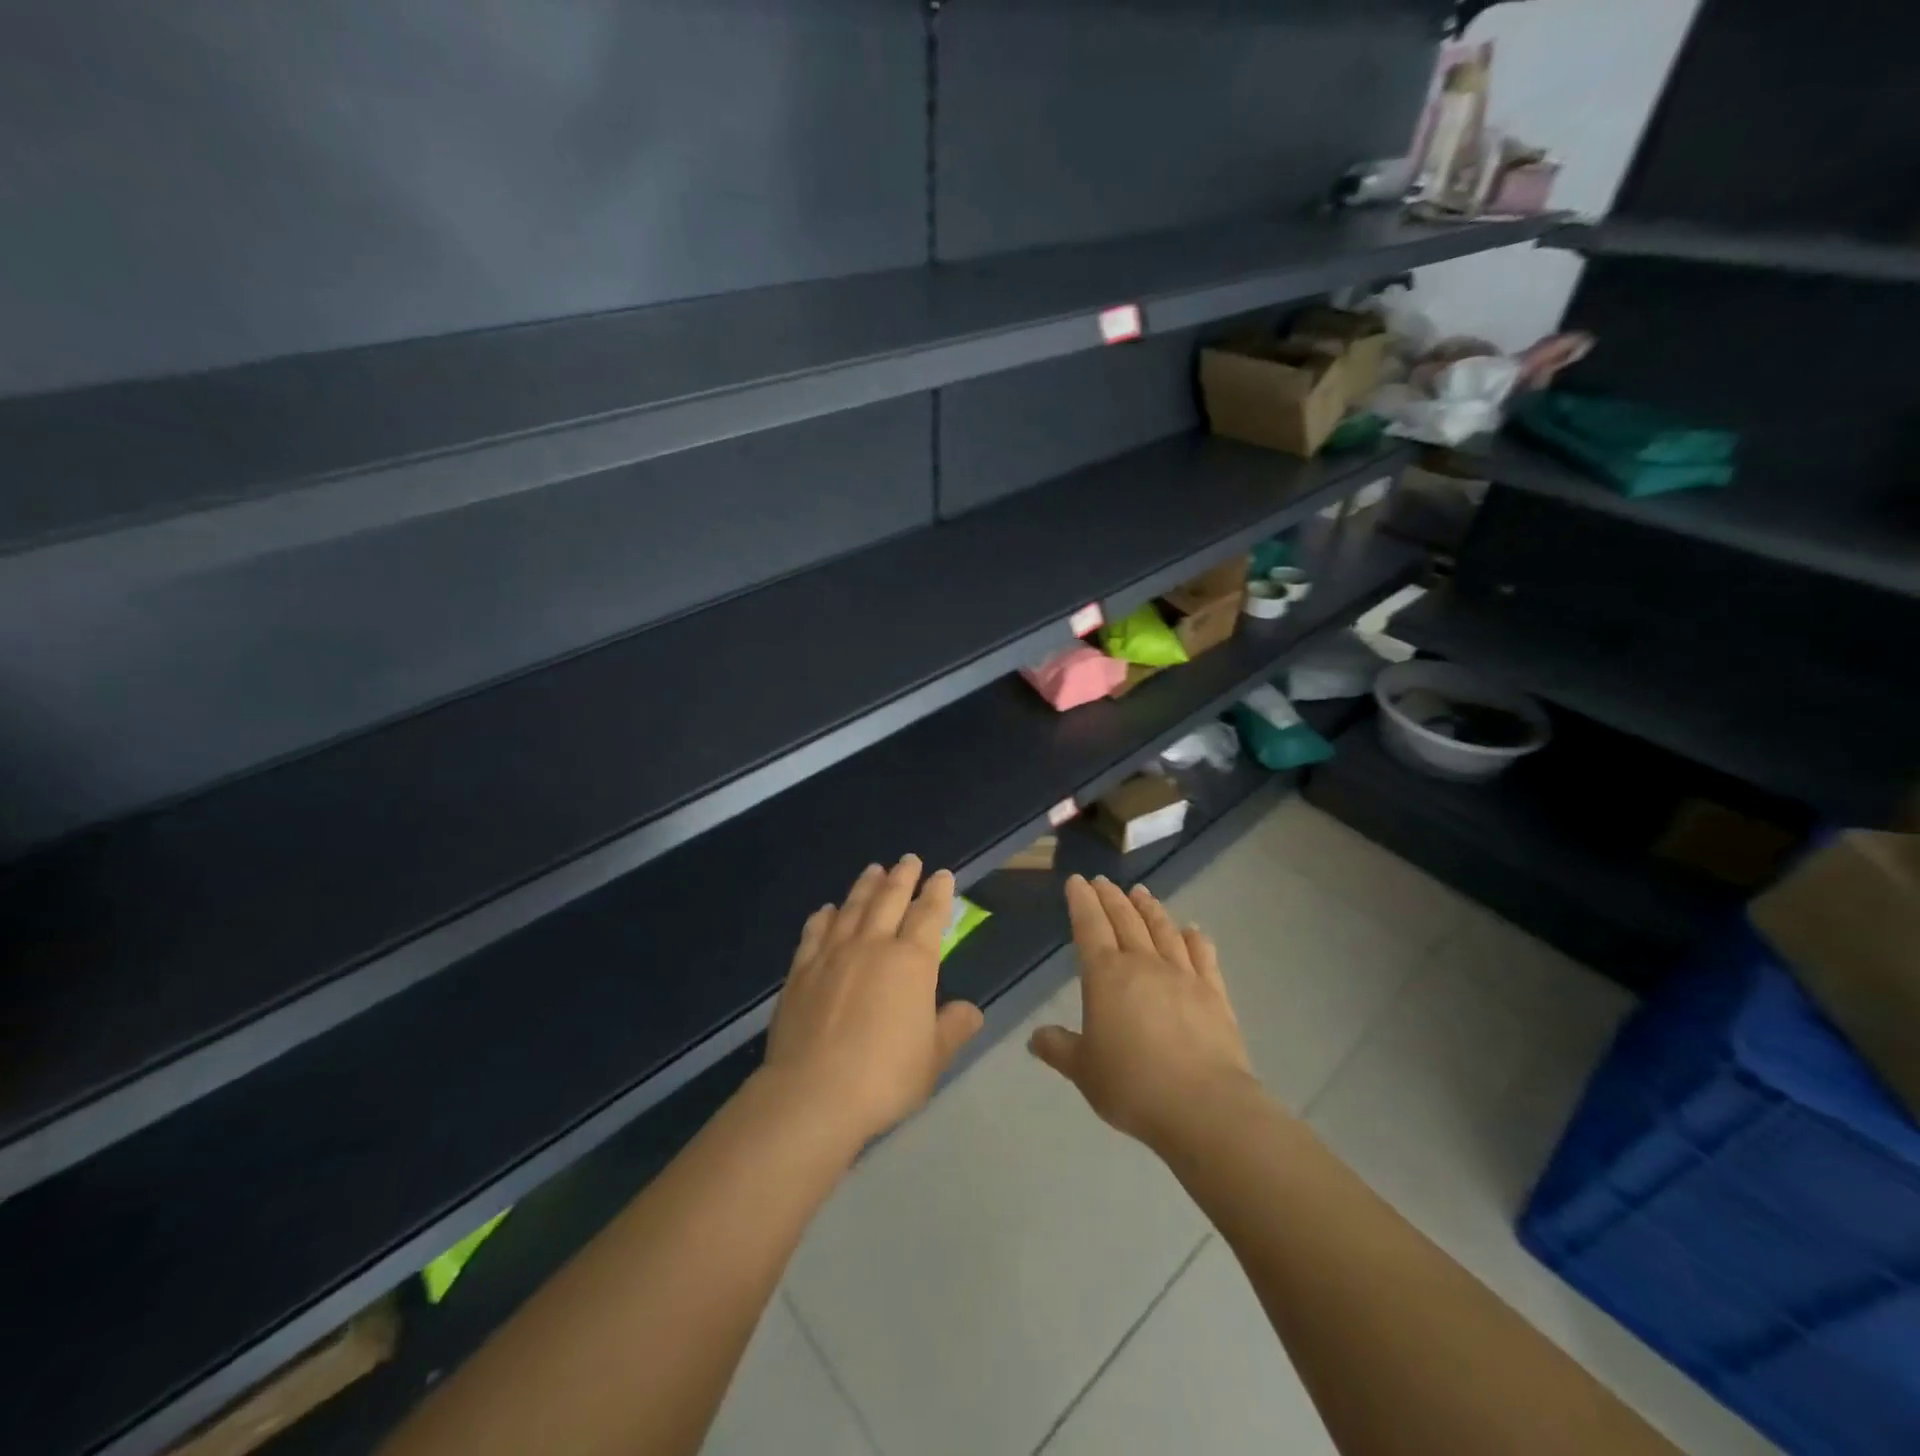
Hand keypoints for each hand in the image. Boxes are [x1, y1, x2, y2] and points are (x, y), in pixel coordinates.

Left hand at [761, 856, 984, 1148]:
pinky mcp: (801, 971)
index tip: (942, 875)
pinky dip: (824, 917)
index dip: (938, 893)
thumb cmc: (884, 1077)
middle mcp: (872, 946)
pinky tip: (827, 910)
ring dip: (865, 886)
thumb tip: (970, 1010)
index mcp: (911, 962)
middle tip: (909, 860)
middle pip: (889, 900)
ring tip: (874, 870)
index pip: (929, 915)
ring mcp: (832, 954)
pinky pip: (815, 932)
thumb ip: (952, 1028)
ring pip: (852, 908)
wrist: (813, 1093)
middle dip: (903, 877)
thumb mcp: (933, 1058)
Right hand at [1029, 874, 1257, 1154]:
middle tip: (1102, 881)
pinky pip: (1202, 955)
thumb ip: (1058, 1048)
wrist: (1204, 1106)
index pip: (1089, 926)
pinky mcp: (1214, 993)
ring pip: (1162, 929)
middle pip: (1125, 919)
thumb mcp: (1083, 1071)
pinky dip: (1194, 938)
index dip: (1082, 902)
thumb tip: (1035, 1038)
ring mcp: (1183, 975)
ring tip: (1140, 892)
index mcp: (1106, 976)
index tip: (1077, 881)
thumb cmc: (1132, 1085)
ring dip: (1149, 908)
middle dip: (1111, 897)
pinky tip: (1191, 929)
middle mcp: (1143, 964)